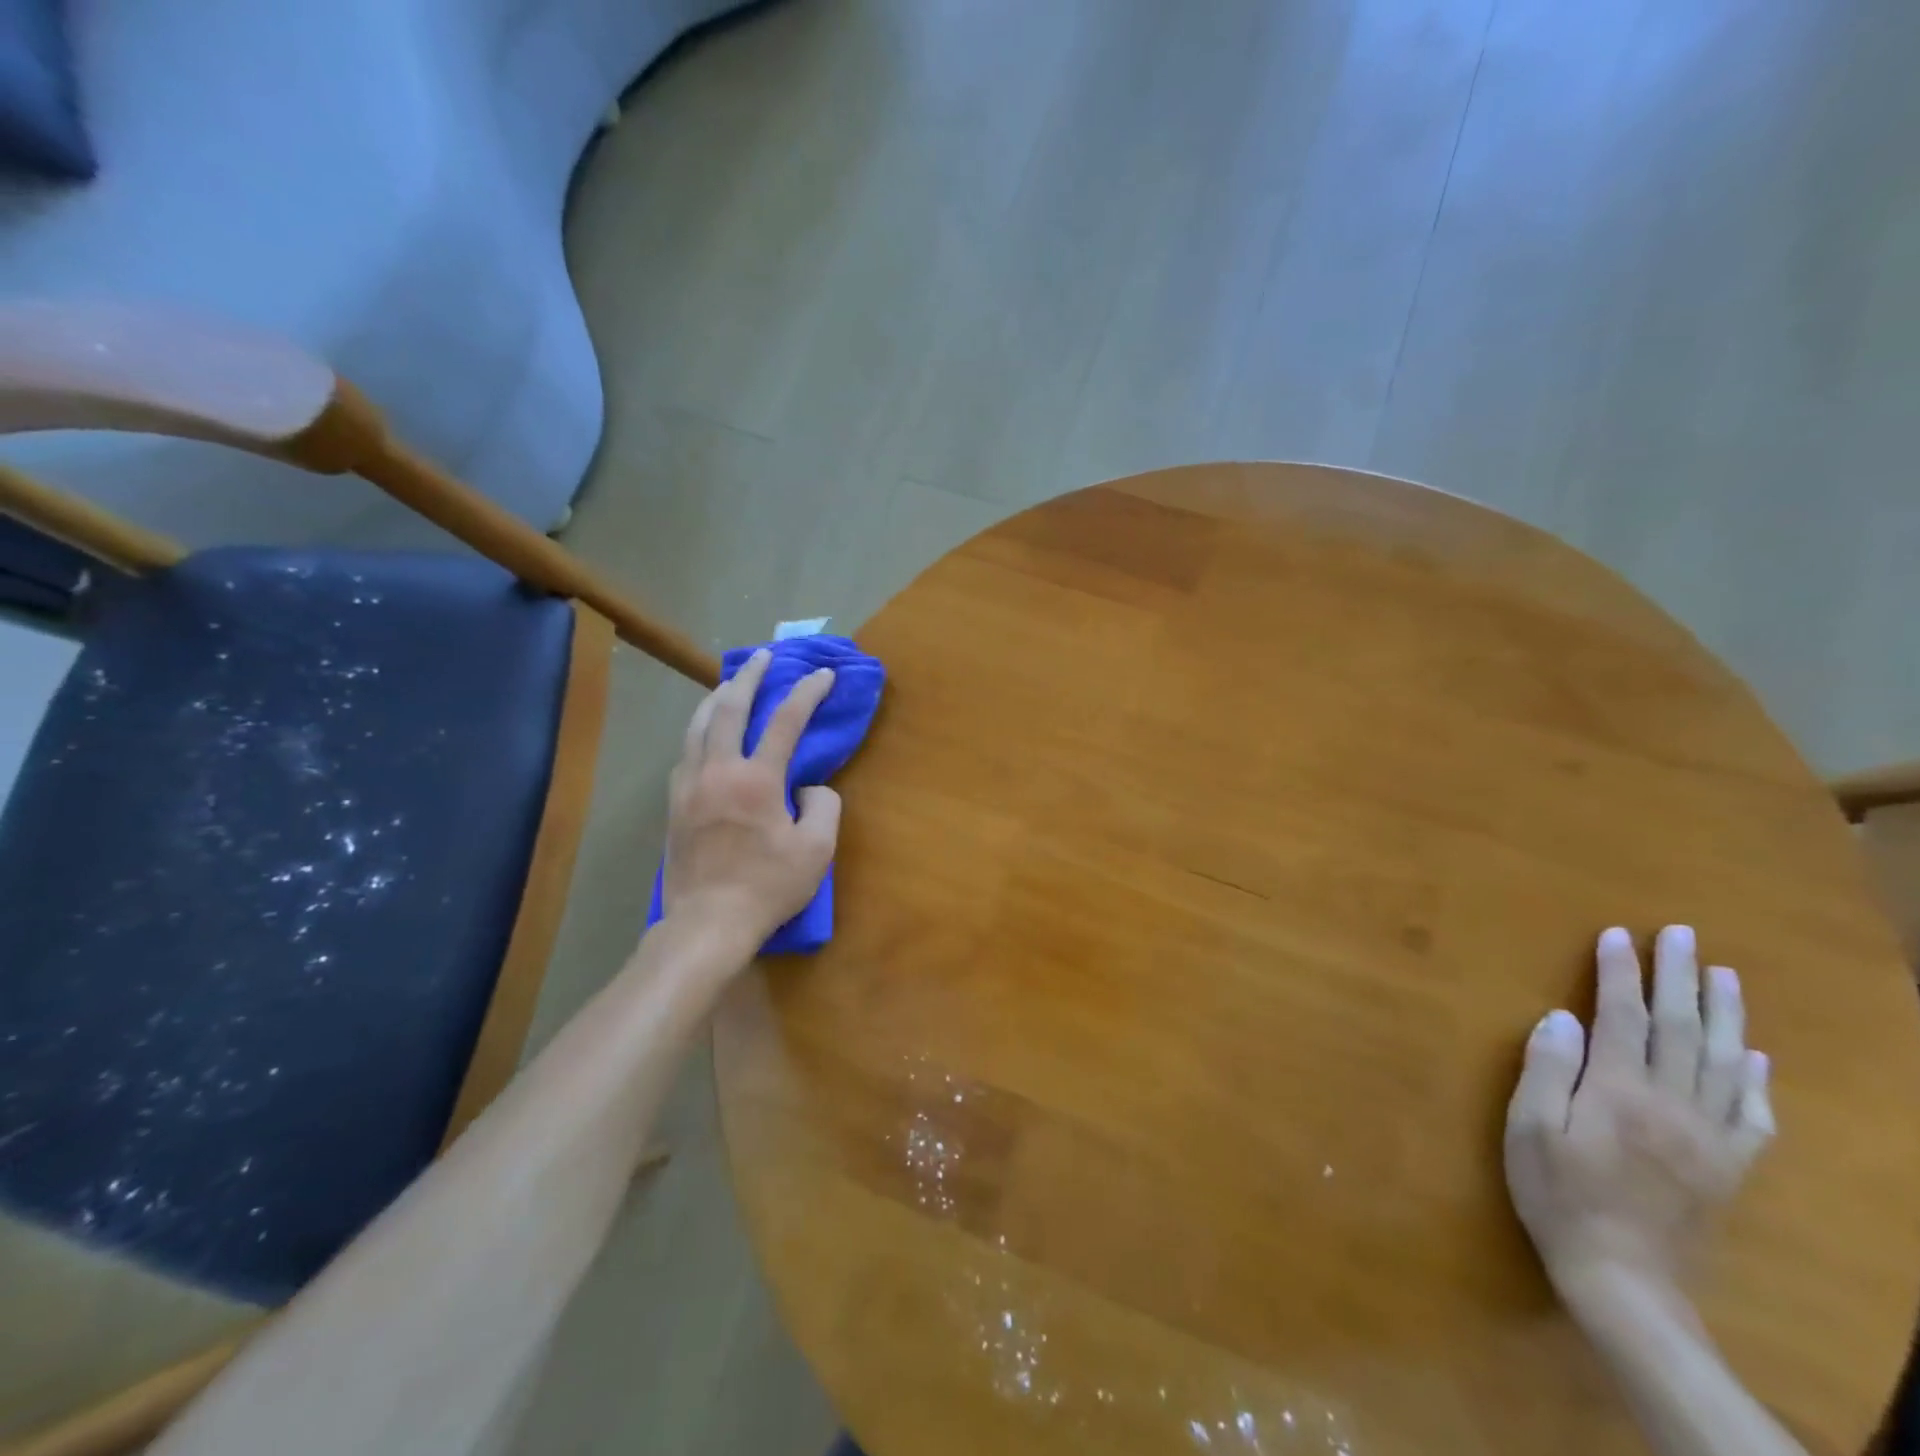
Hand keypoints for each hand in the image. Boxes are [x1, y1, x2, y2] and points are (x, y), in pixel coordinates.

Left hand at [662, 649, 840, 950]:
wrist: (707, 922)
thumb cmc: (768, 887)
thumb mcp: (817, 850)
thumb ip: (824, 807)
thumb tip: (810, 788)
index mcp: (757, 779)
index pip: (785, 721)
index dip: (807, 692)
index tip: (823, 674)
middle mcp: (718, 770)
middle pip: (730, 707)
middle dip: (750, 676)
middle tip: (763, 656)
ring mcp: (689, 785)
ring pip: (698, 725)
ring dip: (717, 697)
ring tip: (729, 683)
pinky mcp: (673, 804)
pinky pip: (685, 752)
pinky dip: (699, 731)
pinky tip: (705, 734)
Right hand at [1505, 926, 1773, 1307]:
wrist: (1623, 1278)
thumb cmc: (1558, 1193)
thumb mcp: (1530, 1129)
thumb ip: (1546, 1070)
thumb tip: (1560, 1017)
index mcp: (1620, 1092)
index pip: (1622, 1017)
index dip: (1619, 972)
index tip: (1617, 935)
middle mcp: (1673, 1105)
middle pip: (1679, 1029)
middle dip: (1679, 978)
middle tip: (1682, 936)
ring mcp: (1709, 1137)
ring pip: (1723, 1063)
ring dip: (1724, 1014)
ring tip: (1726, 976)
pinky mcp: (1727, 1166)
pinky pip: (1752, 1115)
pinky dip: (1754, 1080)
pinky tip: (1752, 1057)